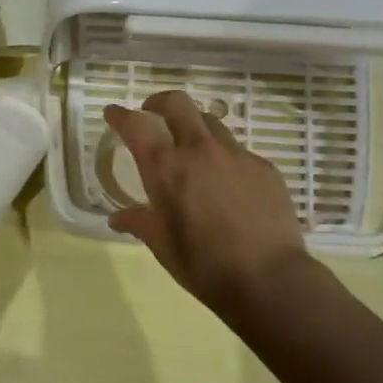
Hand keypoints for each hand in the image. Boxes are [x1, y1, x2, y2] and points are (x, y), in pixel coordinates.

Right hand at [104, 92, 308, 319]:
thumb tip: (118, 218)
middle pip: (177, 103)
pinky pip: (238, 151)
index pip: (136, 125)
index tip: (113, 113)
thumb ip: (140, 222)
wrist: (270, 280)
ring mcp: (237, 154)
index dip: (121, 115)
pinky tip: (228, 184)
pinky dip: (224, 158)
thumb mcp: (163, 246)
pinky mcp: (264, 167)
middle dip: (160, 103)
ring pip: (210, 122)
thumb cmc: (204, 266)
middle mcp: (200, 150)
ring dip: (194, 127)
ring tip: (192, 149)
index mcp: (167, 168)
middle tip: (153, 114)